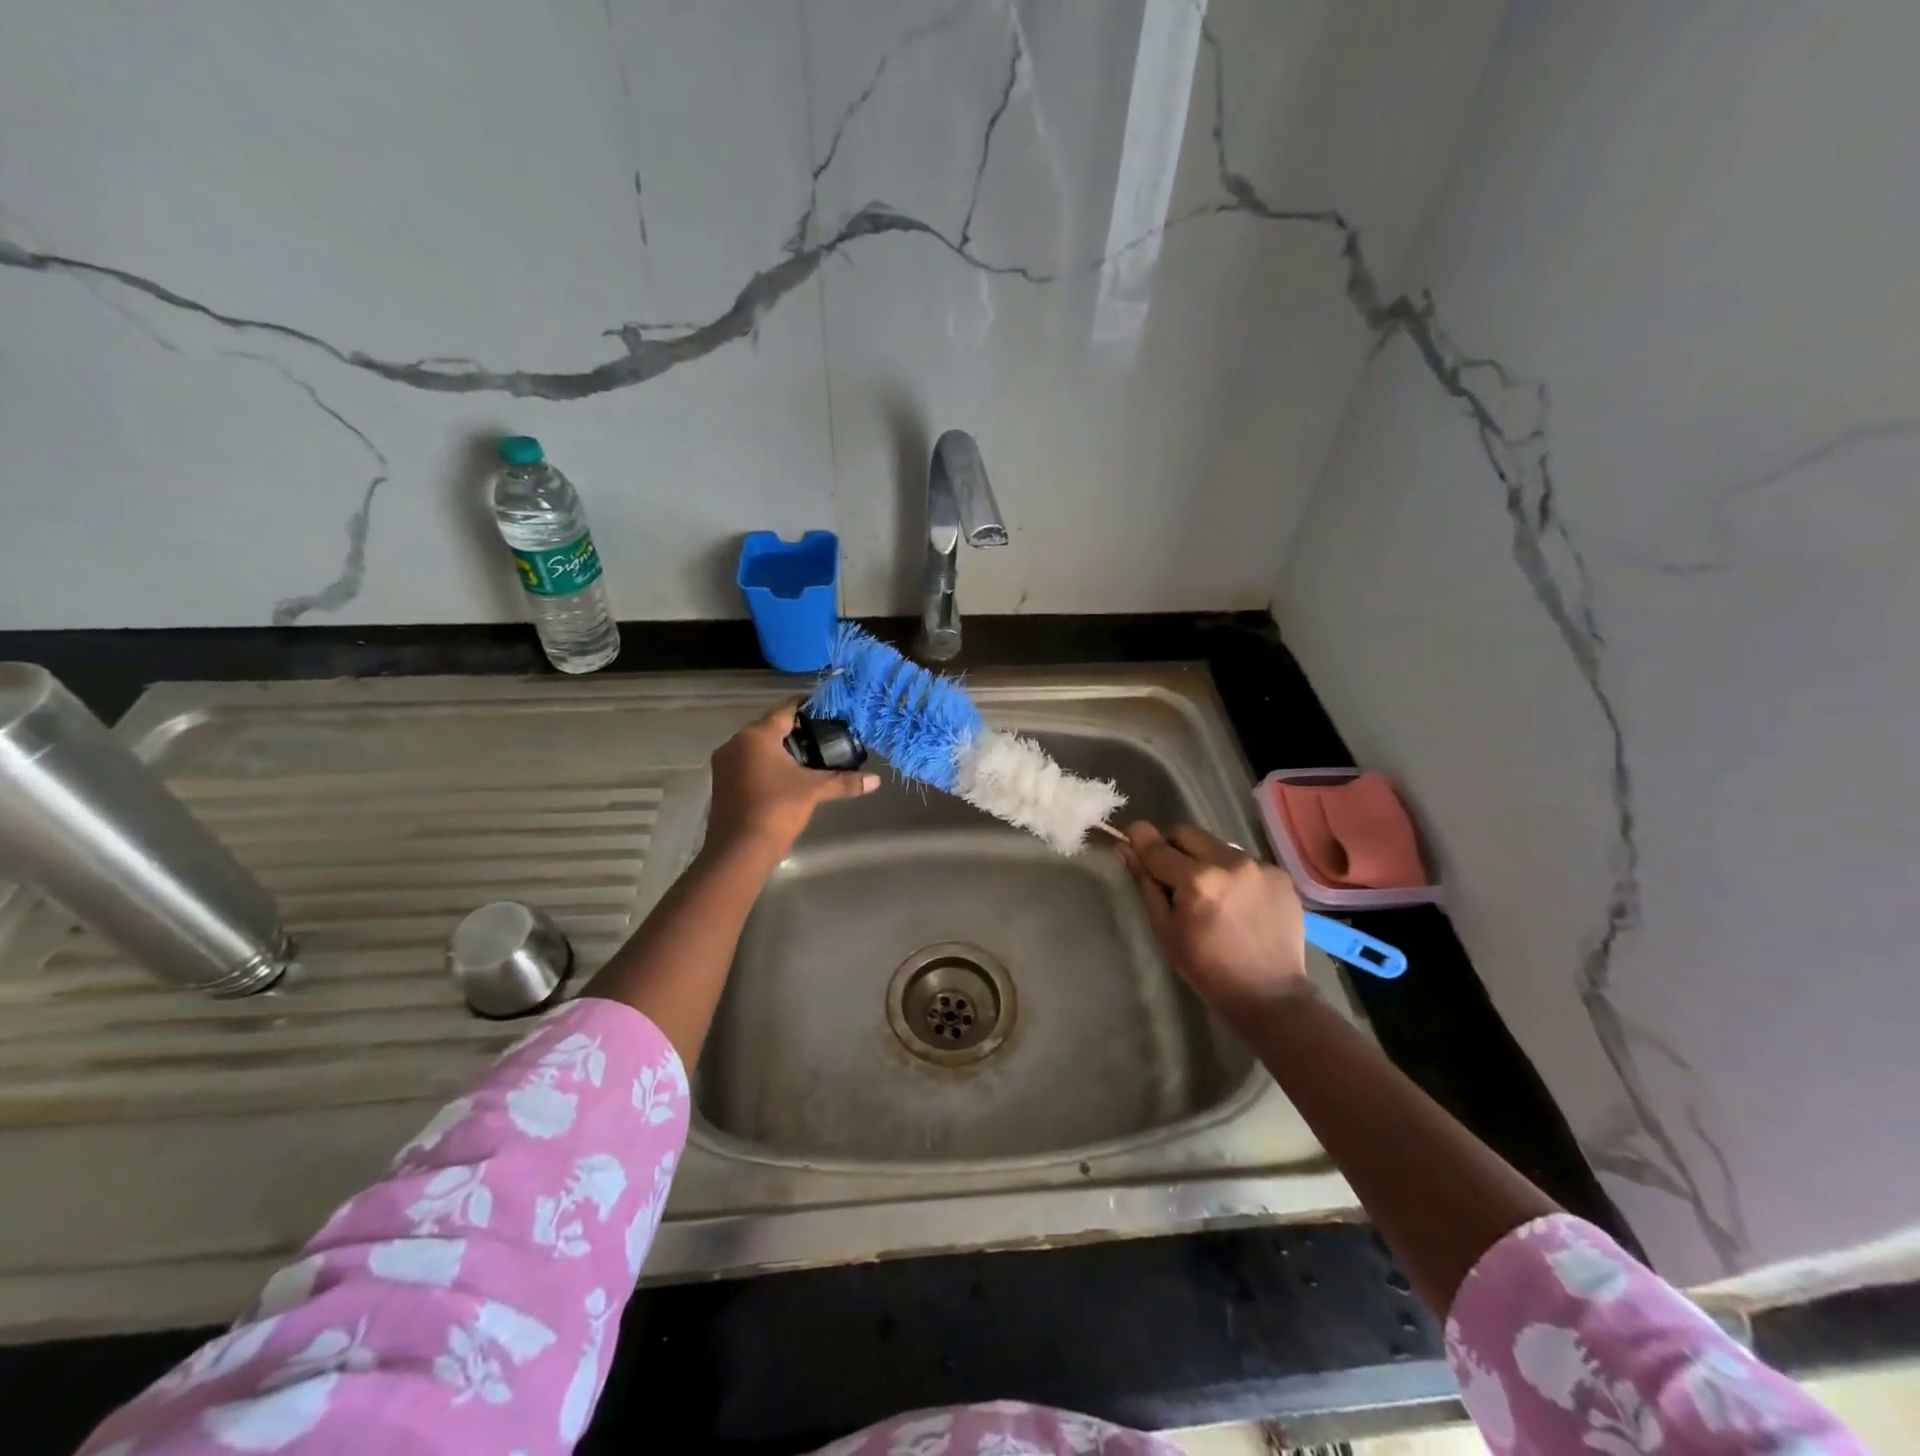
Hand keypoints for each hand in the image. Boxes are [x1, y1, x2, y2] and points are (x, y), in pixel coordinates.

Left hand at [706, 701, 878, 857]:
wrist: (740, 849)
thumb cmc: (777, 808)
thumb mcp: (814, 791)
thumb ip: (844, 781)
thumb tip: (876, 780)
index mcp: (757, 735)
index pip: (786, 710)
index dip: (808, 707)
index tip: (828, 711)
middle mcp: (736, 742)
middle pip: (771, 727)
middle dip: (796, 731)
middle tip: (824, 736)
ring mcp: (725, 763)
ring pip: (758, 746)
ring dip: (780, 749)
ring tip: (810, 756)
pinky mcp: (721, 782)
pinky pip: (748, 763)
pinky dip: (767, 764)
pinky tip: (787, 776)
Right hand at [1117, 822, 1312, 1019]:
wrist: (1270, 994)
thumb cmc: (1207, 968)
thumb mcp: (1166, 929)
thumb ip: (1146, 884)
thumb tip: (1126, 849)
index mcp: (1197, 880)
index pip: (1157, 846)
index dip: (1139, 838)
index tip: (1130, 835)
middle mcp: (1229, 862)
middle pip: (1187, 834)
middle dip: (1174, 847)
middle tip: (1172, 874)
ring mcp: (1258, 866)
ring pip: (1217, 845)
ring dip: (1205, 859)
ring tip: (1210, 891)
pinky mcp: (1279, 874)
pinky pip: (1244, 861)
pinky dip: (1232, 873)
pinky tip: (1237, 901)